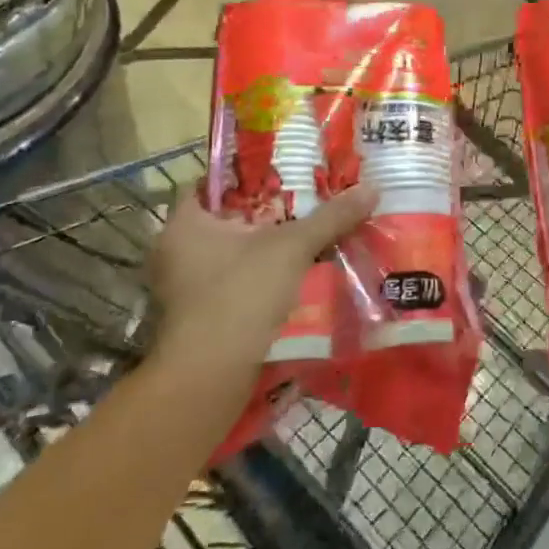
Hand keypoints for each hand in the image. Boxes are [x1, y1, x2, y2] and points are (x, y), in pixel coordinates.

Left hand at [148, 184, 376, 363]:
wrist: (210, 378)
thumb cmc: (240, 296)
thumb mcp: (292, 248)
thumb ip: (330, 217)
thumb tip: (372, 187)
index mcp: (184, 224)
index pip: (211, 182)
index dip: (247, 172)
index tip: (283, 169)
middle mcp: (175, 252)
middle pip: (226, 217)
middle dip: (266, 210)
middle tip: (306, 198)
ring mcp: (183, 288)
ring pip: (231, 252)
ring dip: (265, 245)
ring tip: (308, 232)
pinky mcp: (198, 316)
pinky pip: (233, 280)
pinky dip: (260, 274)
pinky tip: (294, 272)